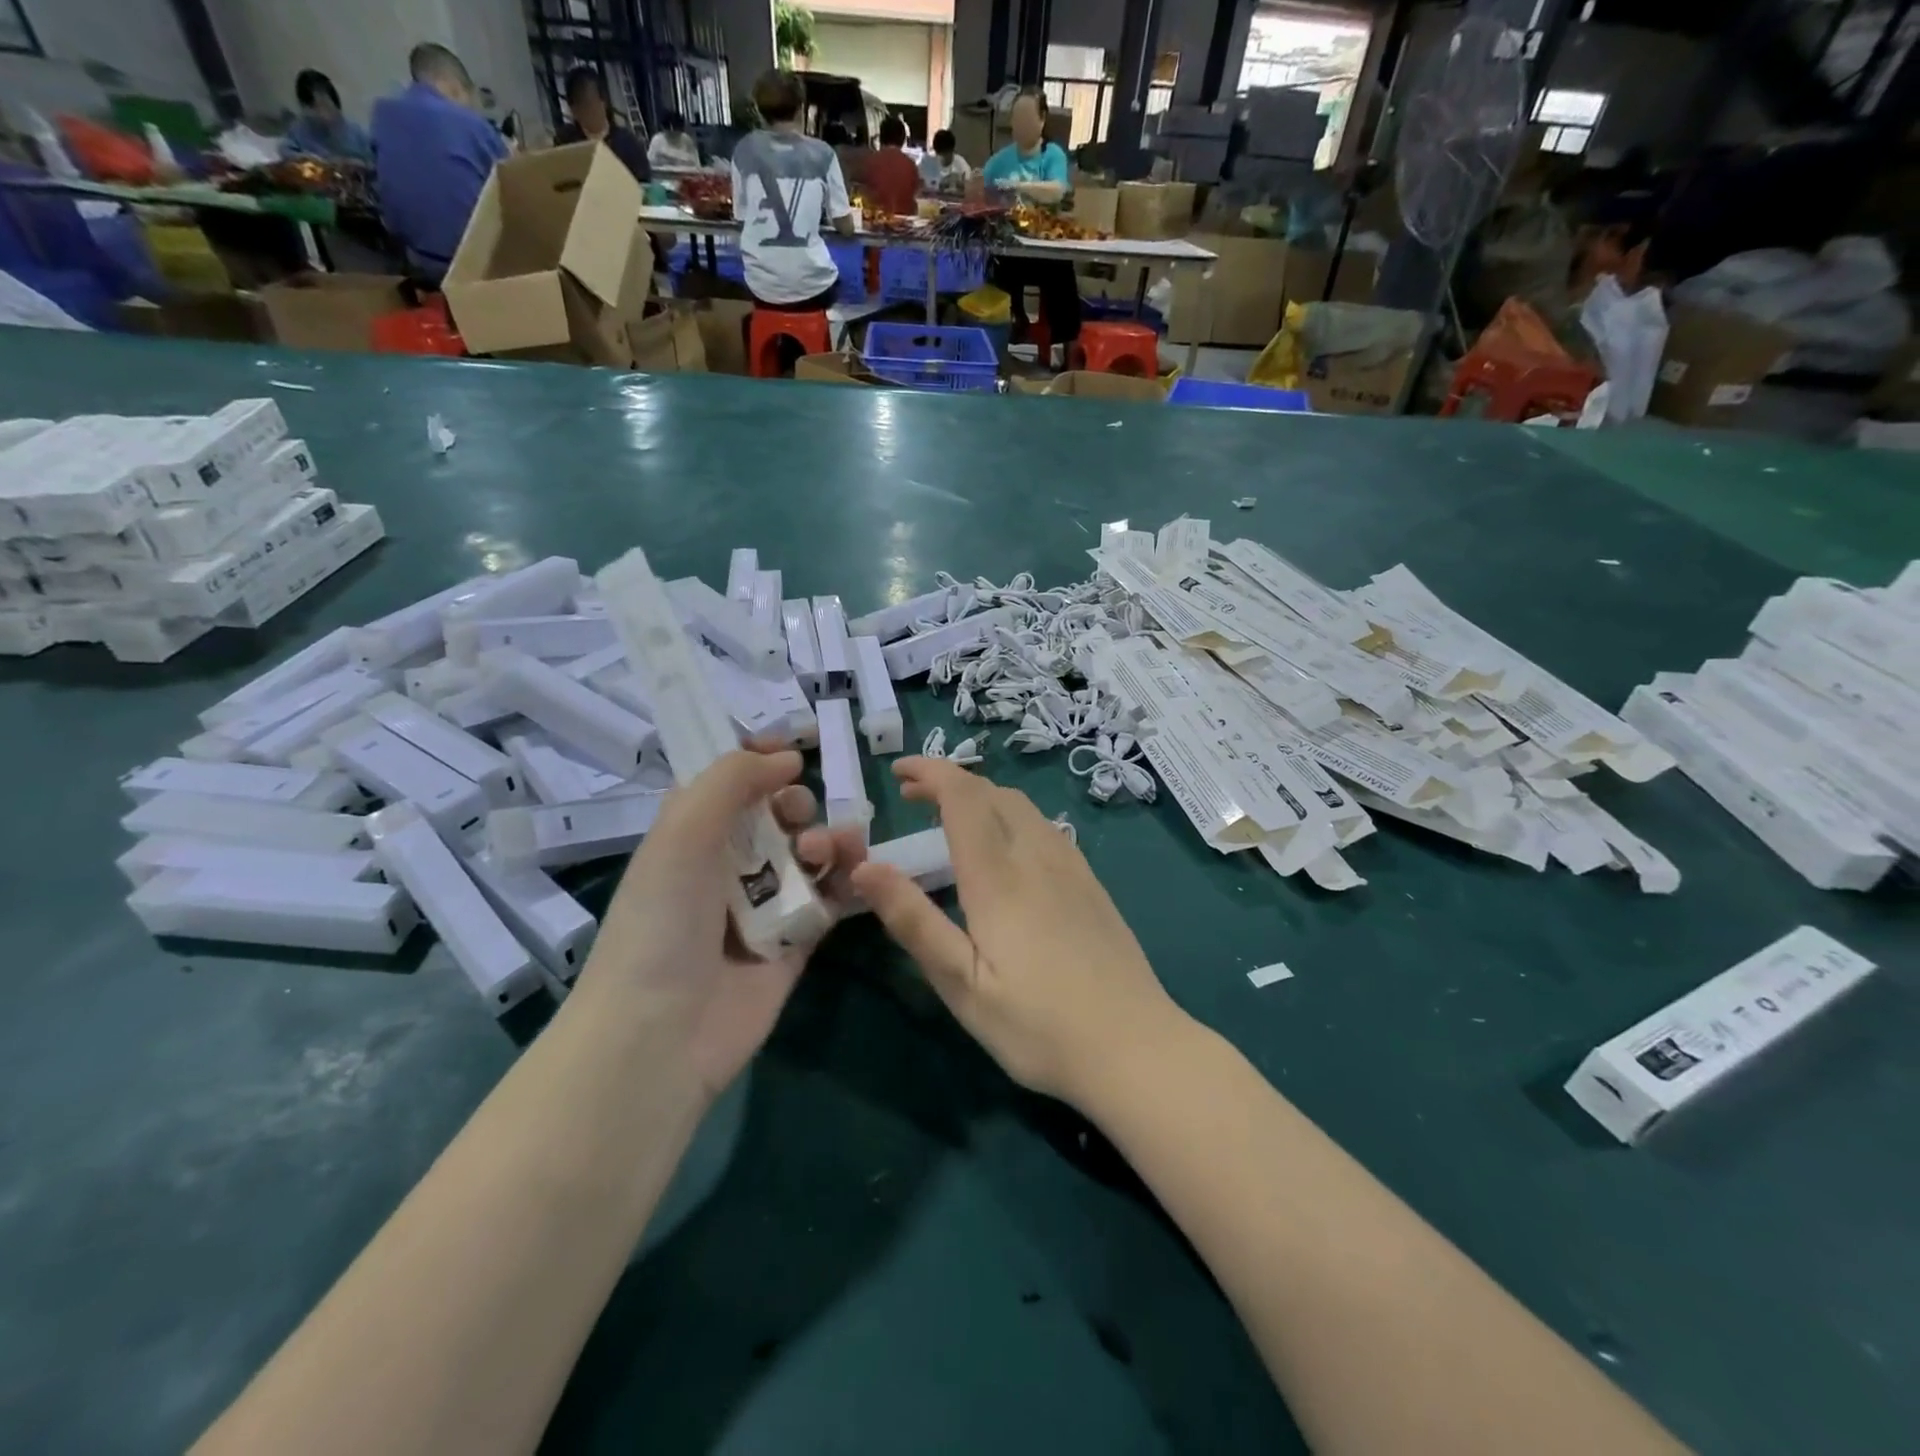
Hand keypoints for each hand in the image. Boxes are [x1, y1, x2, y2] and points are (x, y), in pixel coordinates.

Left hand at [579, 747, 868, 1098]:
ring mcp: (764, 906)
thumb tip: (786, 757)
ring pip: (810, 855)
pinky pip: (830, 899)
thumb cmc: (663, 919)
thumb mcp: (682, 831)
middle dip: (798, 805)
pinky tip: (857, 872)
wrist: (663, 1031)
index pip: (731, 785)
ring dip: (829, 840)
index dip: (761, 764)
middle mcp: (727, 866)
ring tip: (826, 852)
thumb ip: (732, 780)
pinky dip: (848, 880)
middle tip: (798, 818)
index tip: (792, 753)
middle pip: (778, 817)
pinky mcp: (796, 942)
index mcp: (691, 837)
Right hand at [850, 757, 1184, 1106]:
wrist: (1136, 1048)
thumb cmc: (1038, 1026)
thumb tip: (864, 866)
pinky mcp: (1091, 885)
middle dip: (950, 781)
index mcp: (999, 876)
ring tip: (952, 817)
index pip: (963, 797)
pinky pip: (1045, 827)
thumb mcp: (961, 984)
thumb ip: (913, 920)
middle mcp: (1038, 857)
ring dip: (982, 796)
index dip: (930, 772)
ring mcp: (1072, 868)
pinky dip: (1011, 815)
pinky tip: (1006, 849)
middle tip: (913, 796)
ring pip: (1023, 806)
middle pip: (993, 792)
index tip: (898, 770)